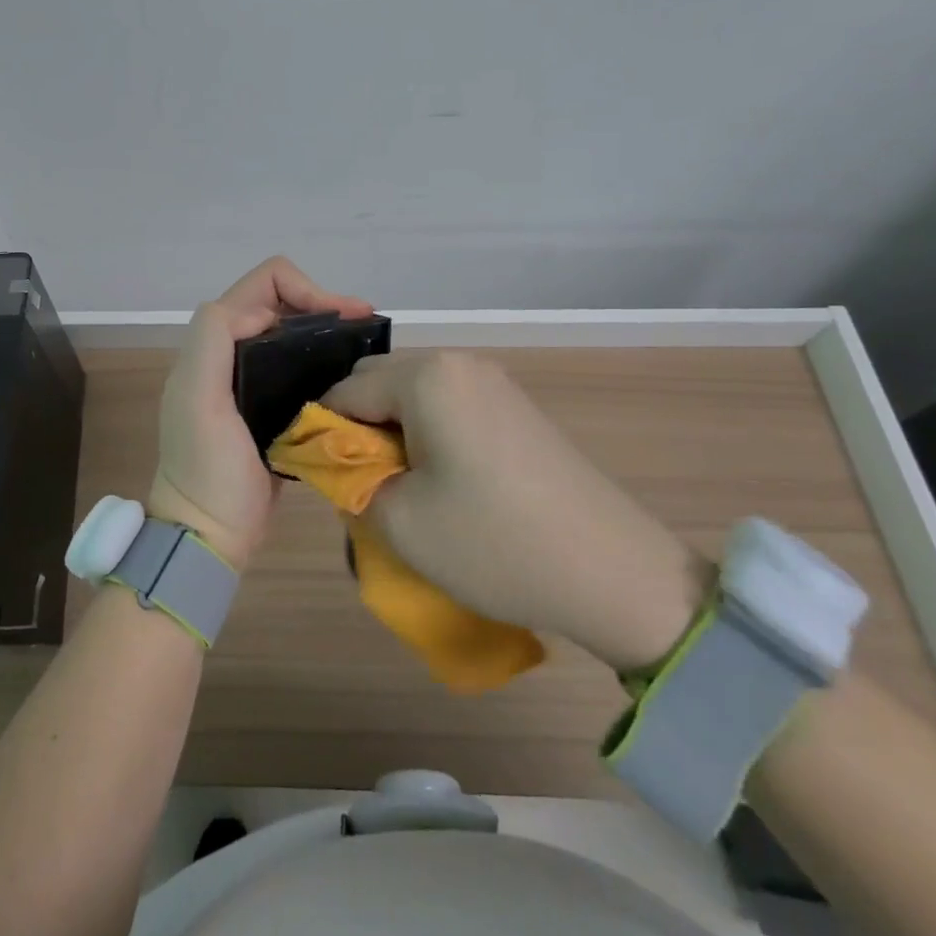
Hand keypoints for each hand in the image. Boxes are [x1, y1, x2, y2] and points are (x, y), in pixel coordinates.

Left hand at [150, 258, 371, 570]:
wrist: (209, 532)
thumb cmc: (206, 467)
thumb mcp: (198, 399)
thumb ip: (214, 339)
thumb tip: (264, 313)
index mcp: (215, 343)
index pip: (263, 286)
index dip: (305, 289)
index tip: (344, 316)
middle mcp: (232, 354)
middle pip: (281, 304)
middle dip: (324, 305)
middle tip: (366, 328)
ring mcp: (252, 381)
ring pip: (293, 335)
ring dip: (327, 331)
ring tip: (366, 347)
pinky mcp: (272, 408)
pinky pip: (300, 368)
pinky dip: (325, 361)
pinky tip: (352, 377)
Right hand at [322, 352, 710, 670]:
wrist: (613, 572)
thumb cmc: (493, 543)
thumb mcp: (398, 520)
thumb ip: (350, 479)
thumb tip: (338, 460)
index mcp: (426, 377)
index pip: (343, 391)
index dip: (321, 433)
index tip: (321, 479)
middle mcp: (459, 363)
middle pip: (378, 383)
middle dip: (358, 428)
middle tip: (363, 484)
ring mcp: (494, 382)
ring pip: (413, 395)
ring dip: (393, 432)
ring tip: (402, 486)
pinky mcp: (515, 407)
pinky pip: (448, 406)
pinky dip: (428, 433)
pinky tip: (442, 481)